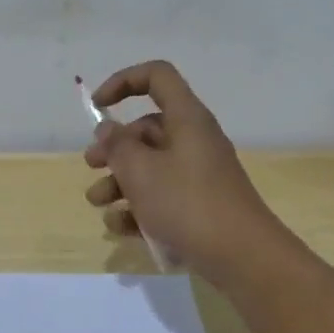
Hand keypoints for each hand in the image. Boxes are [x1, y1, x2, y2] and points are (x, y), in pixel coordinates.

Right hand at [83, 61, 287, 284]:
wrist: (242, 256)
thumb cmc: (187, 203)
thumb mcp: (141, 171)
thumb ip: (117, 146)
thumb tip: (108, 129)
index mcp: (186, 119)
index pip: (157, 77)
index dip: (123, 82)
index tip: (98, 106)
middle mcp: (193, 140)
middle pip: (147, 129)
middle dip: (113, 146)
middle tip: (91, 165)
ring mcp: (197, 175)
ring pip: (150, 166)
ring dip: (119, 181)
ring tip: (98, 203)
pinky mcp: (198, 205)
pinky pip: (161, 196)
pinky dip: (138, 207)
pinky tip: (120, 227)